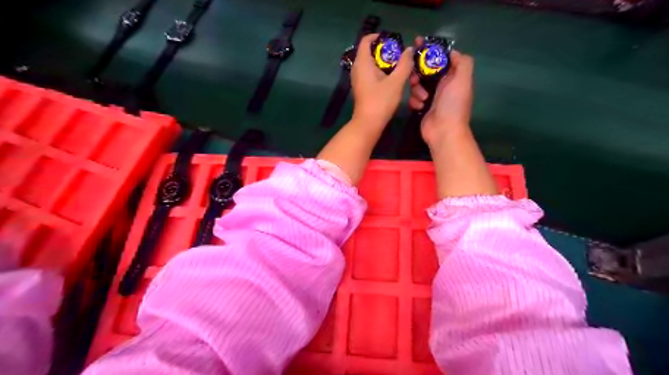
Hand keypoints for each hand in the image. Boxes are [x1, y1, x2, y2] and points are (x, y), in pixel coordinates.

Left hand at [351, 33, 412, 127]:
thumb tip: (409, 50)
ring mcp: (364, 81)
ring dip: (402, 81)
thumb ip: (404, 64)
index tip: (395, 41)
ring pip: (385, 74)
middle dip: (400, 65)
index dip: (380, 37)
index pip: (367, 40)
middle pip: (381, 58)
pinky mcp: (368, 91)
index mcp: (364, 62)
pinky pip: (382, 83)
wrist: (368, 125)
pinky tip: (412, 100)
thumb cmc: (380, 101)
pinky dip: (395, 88)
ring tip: (419, 93)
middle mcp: (361, 70)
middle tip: (412, 70)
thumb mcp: (396, 82)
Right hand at [408, 36, 474, 146]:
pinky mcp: (422, 107)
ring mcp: (431, 96)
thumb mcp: (463, 79)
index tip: (417, 44)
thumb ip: (461, 62)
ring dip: (416, 90)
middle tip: (414, 78)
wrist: (443, 131)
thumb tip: (451, 52)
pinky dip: (415, 102)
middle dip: (418, 72)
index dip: (430, 50)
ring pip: (417, 84)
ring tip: (422, 98)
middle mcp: (442, 84)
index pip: (440, 57)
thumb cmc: (453, 104)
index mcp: (453, 76)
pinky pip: (413, 98)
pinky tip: (419, 107)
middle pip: (425, 70)